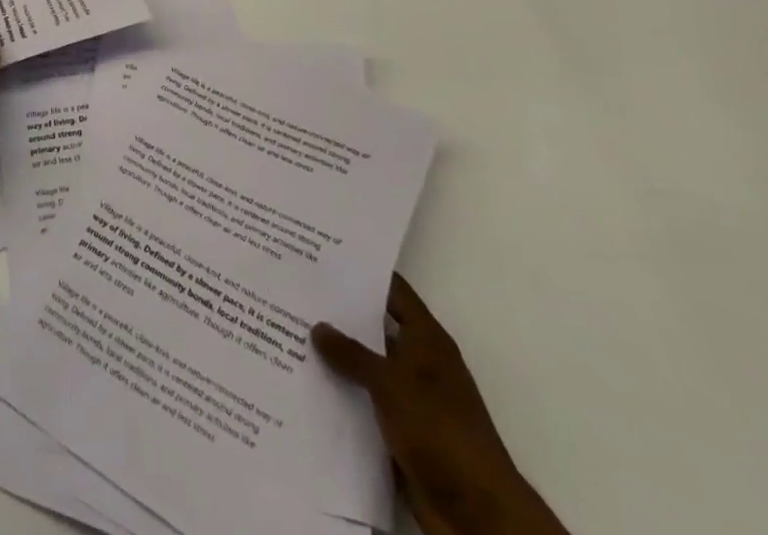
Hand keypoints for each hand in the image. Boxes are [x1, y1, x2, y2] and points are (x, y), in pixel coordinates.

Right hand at [313, 276, 566, 534]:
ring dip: (339, 358)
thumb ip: (352, 353)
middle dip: (341, 314)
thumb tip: (317, 325)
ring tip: (292, 334)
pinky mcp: (401, 431)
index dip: (363, 273)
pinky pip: (366, 402)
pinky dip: (343, 394)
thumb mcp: (391, 383)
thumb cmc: (439, 429)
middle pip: (376, 327)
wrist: (476, 512)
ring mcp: (411, 398)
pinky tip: (309, 383)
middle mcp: (420, 362)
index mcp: (427, 339)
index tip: (325, 257)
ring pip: (368, 367)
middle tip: (297, 294)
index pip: (393, 291)